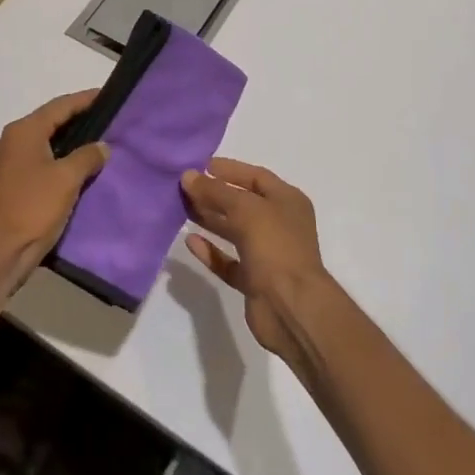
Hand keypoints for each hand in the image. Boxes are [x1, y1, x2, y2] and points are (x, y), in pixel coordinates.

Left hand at [0, 90, 108, 296]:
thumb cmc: (31, 210)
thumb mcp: (66, 180)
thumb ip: (87, 156)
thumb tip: (102, 146)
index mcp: (23, 132)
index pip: (60, 106)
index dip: (85, 99)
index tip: (108, 95)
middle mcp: (11, 141)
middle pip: (50, 121)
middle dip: (78, 119)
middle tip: (107, 118)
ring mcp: (5, 164)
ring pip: (44, 143)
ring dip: (69, 142)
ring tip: (97, 143)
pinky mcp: (7, 185)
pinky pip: (38, 162)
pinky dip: (57, 160)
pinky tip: (76, 170)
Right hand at [181, 159, 332, 364]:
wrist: (292, 308)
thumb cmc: (275, 246)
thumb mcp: (245, 209)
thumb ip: (215, 191)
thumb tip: (188, 175)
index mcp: (287, 201)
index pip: (255, 176)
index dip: (229, 170)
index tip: (200, 166)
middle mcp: (279, 224)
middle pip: (242, 203)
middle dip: (214, 194)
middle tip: (184, 187)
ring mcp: (267, 254)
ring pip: (233, 231)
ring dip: (210, 219)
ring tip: (182, 208)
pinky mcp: (254, 280)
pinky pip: (228, 260)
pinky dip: (211, 251)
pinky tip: (190, 241)